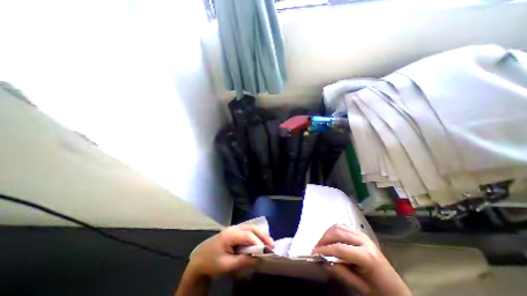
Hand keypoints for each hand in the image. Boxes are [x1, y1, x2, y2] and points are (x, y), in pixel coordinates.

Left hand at [187, 224, 273, 277]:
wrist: (199, 259)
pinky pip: (247, 229)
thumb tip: (258, 258)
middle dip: (262, 234)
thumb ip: (242, 261)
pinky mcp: (233, 231)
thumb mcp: (226, 265)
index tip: (267, 250)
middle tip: (272, 244)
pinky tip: (259, 238)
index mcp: (230, 234)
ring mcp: (233, 228)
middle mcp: (233, 228)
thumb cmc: (211, 262)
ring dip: (260, 232)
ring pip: (250, 226)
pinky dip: (255, 233)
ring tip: (268, 241)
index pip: (248, 235)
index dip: (258, 242)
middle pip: (251, 227)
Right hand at [312, 225, 410, 295]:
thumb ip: (342, 273)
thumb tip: (324, 262)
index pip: (340, 248)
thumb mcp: (361, 287)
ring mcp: (363, 235)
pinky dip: (334, 230)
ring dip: (328, 233)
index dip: (325, 249)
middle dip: (324, 238)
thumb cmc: (379, 290)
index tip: (314, 251)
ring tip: (322, 242)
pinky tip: (331, 237)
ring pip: (339, 226)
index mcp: (367, 256)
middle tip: (316, 246)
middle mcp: (364, 241)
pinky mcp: (361, 233)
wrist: (395, 287)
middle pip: (338, 233)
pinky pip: (344, 226)